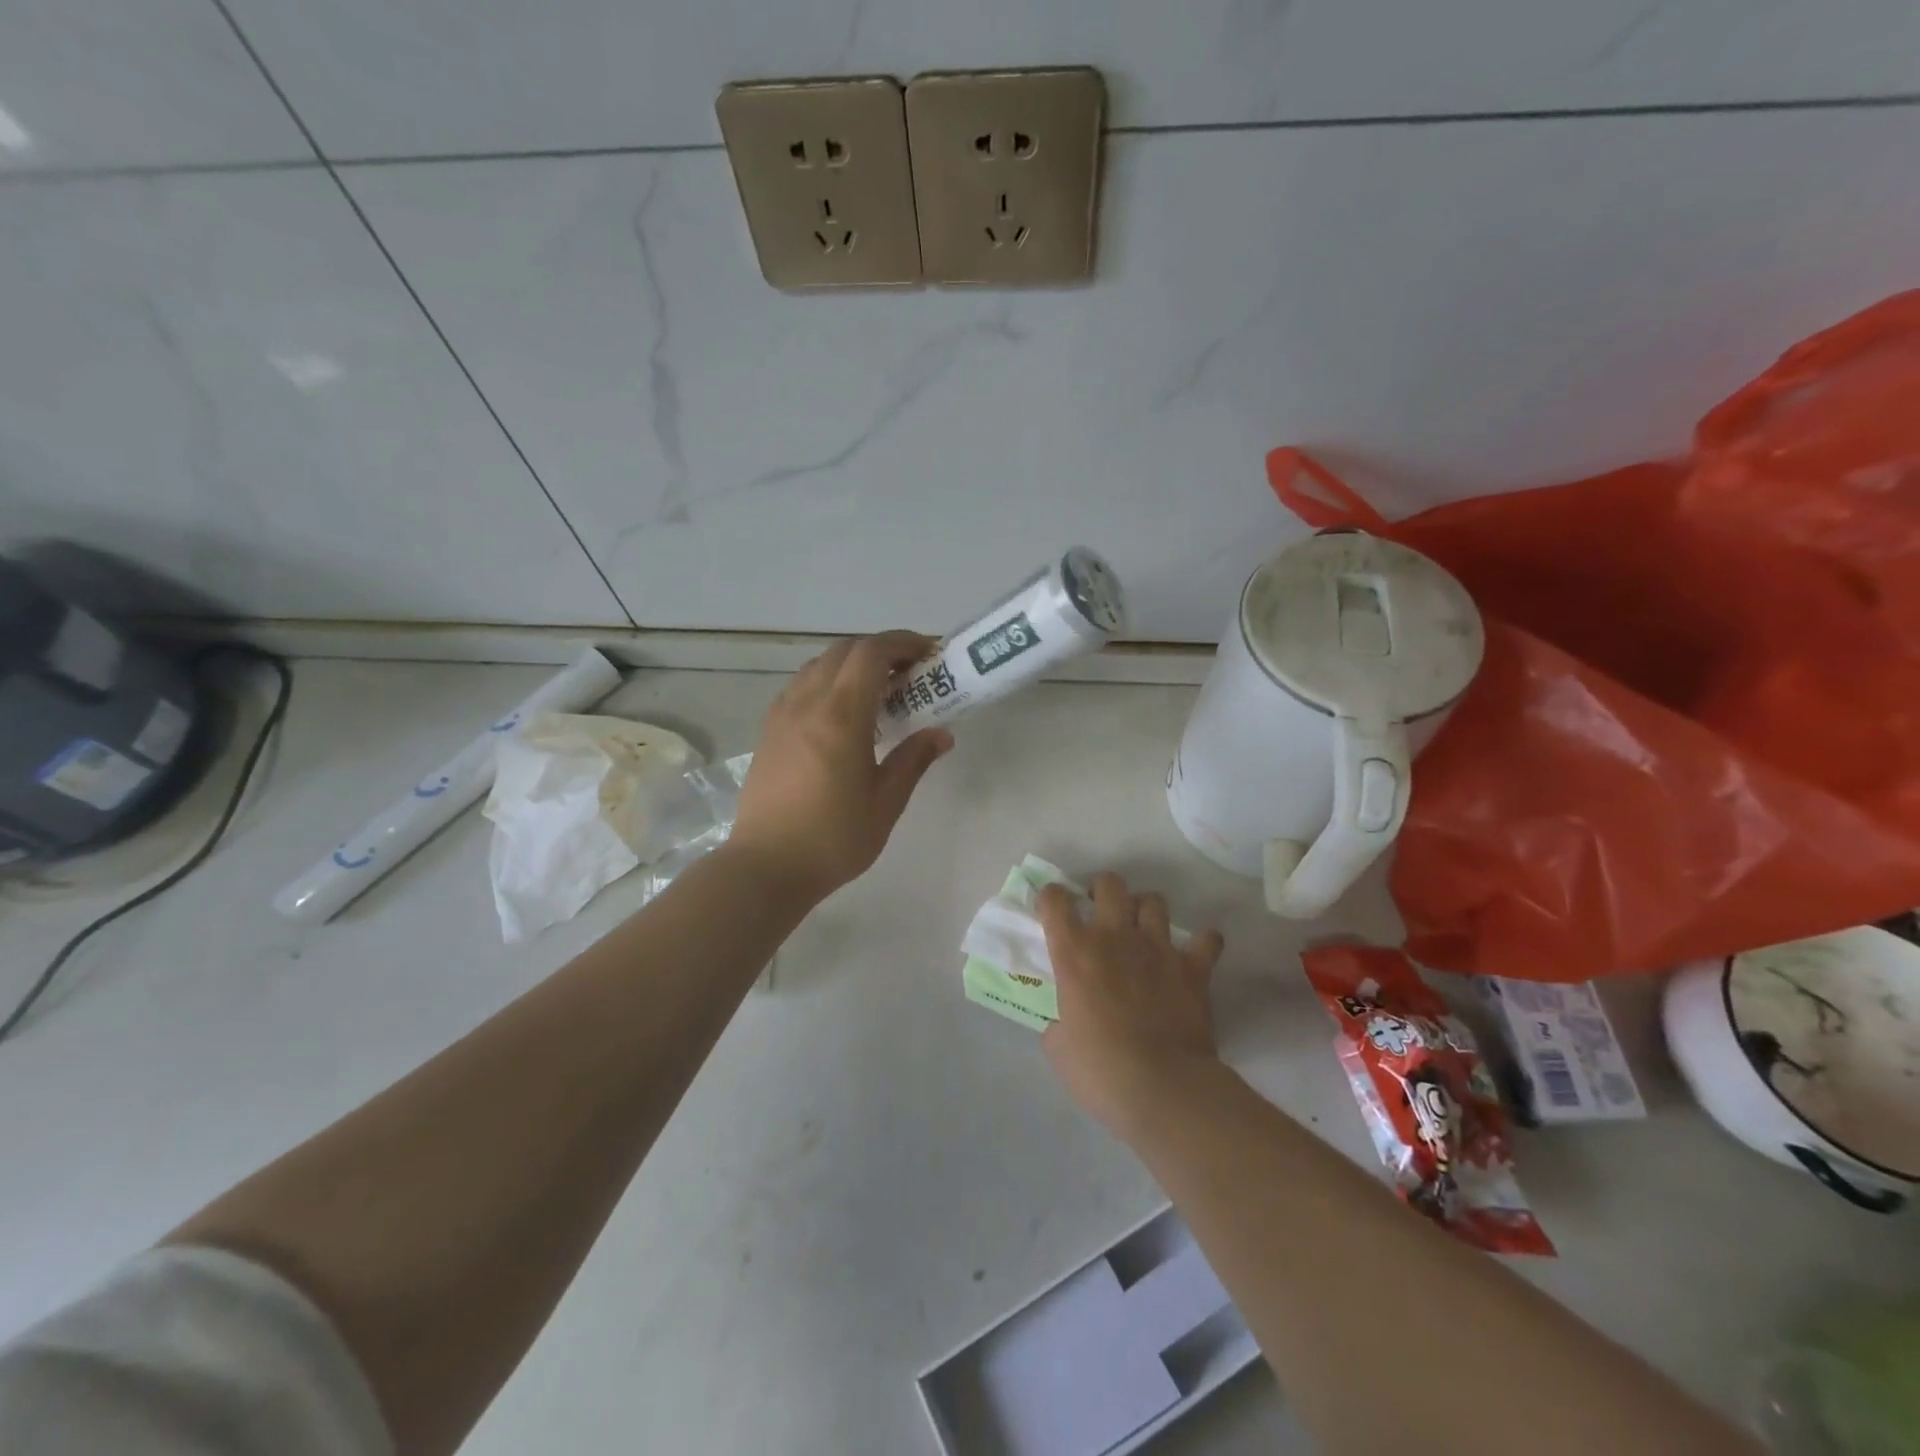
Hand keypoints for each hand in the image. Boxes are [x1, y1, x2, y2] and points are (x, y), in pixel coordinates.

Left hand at [730, 631, 953, 901]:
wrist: (766, 866)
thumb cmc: (834, 838)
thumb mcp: (885, 802)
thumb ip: (913, 760)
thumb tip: (941, 734)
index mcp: (841, 715)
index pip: (871, 653)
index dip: (902, 643)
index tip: (929, 653)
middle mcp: (807, 703)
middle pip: (844, 651)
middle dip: (880, 651)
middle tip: (910, 674)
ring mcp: (782, 715)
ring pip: (818, 665)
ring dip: (851, 664)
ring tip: (878, 692)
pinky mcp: (768, 731)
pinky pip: (800, 686)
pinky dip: (827, 681)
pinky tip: (841, 714)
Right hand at [1038, 873, 1226, 1138]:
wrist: (1163, 1088)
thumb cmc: (1101, 1070)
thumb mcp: (1059, 1048)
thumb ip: (1059, 1022)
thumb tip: (1065, 1023)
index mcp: (1074, 953)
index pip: (1055, 901)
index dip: (1050, 897)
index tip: (1052, 908)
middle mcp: (1114, 938)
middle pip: (1109, 884)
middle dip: (1102, 889)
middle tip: (1100, 910)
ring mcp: (1158, 949)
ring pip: (1153, 901)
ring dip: (1146, 910)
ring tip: (1143, 929)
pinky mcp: (1193, 968)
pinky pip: (1207, 940)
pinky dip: (1203, 943)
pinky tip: (1196, 954)